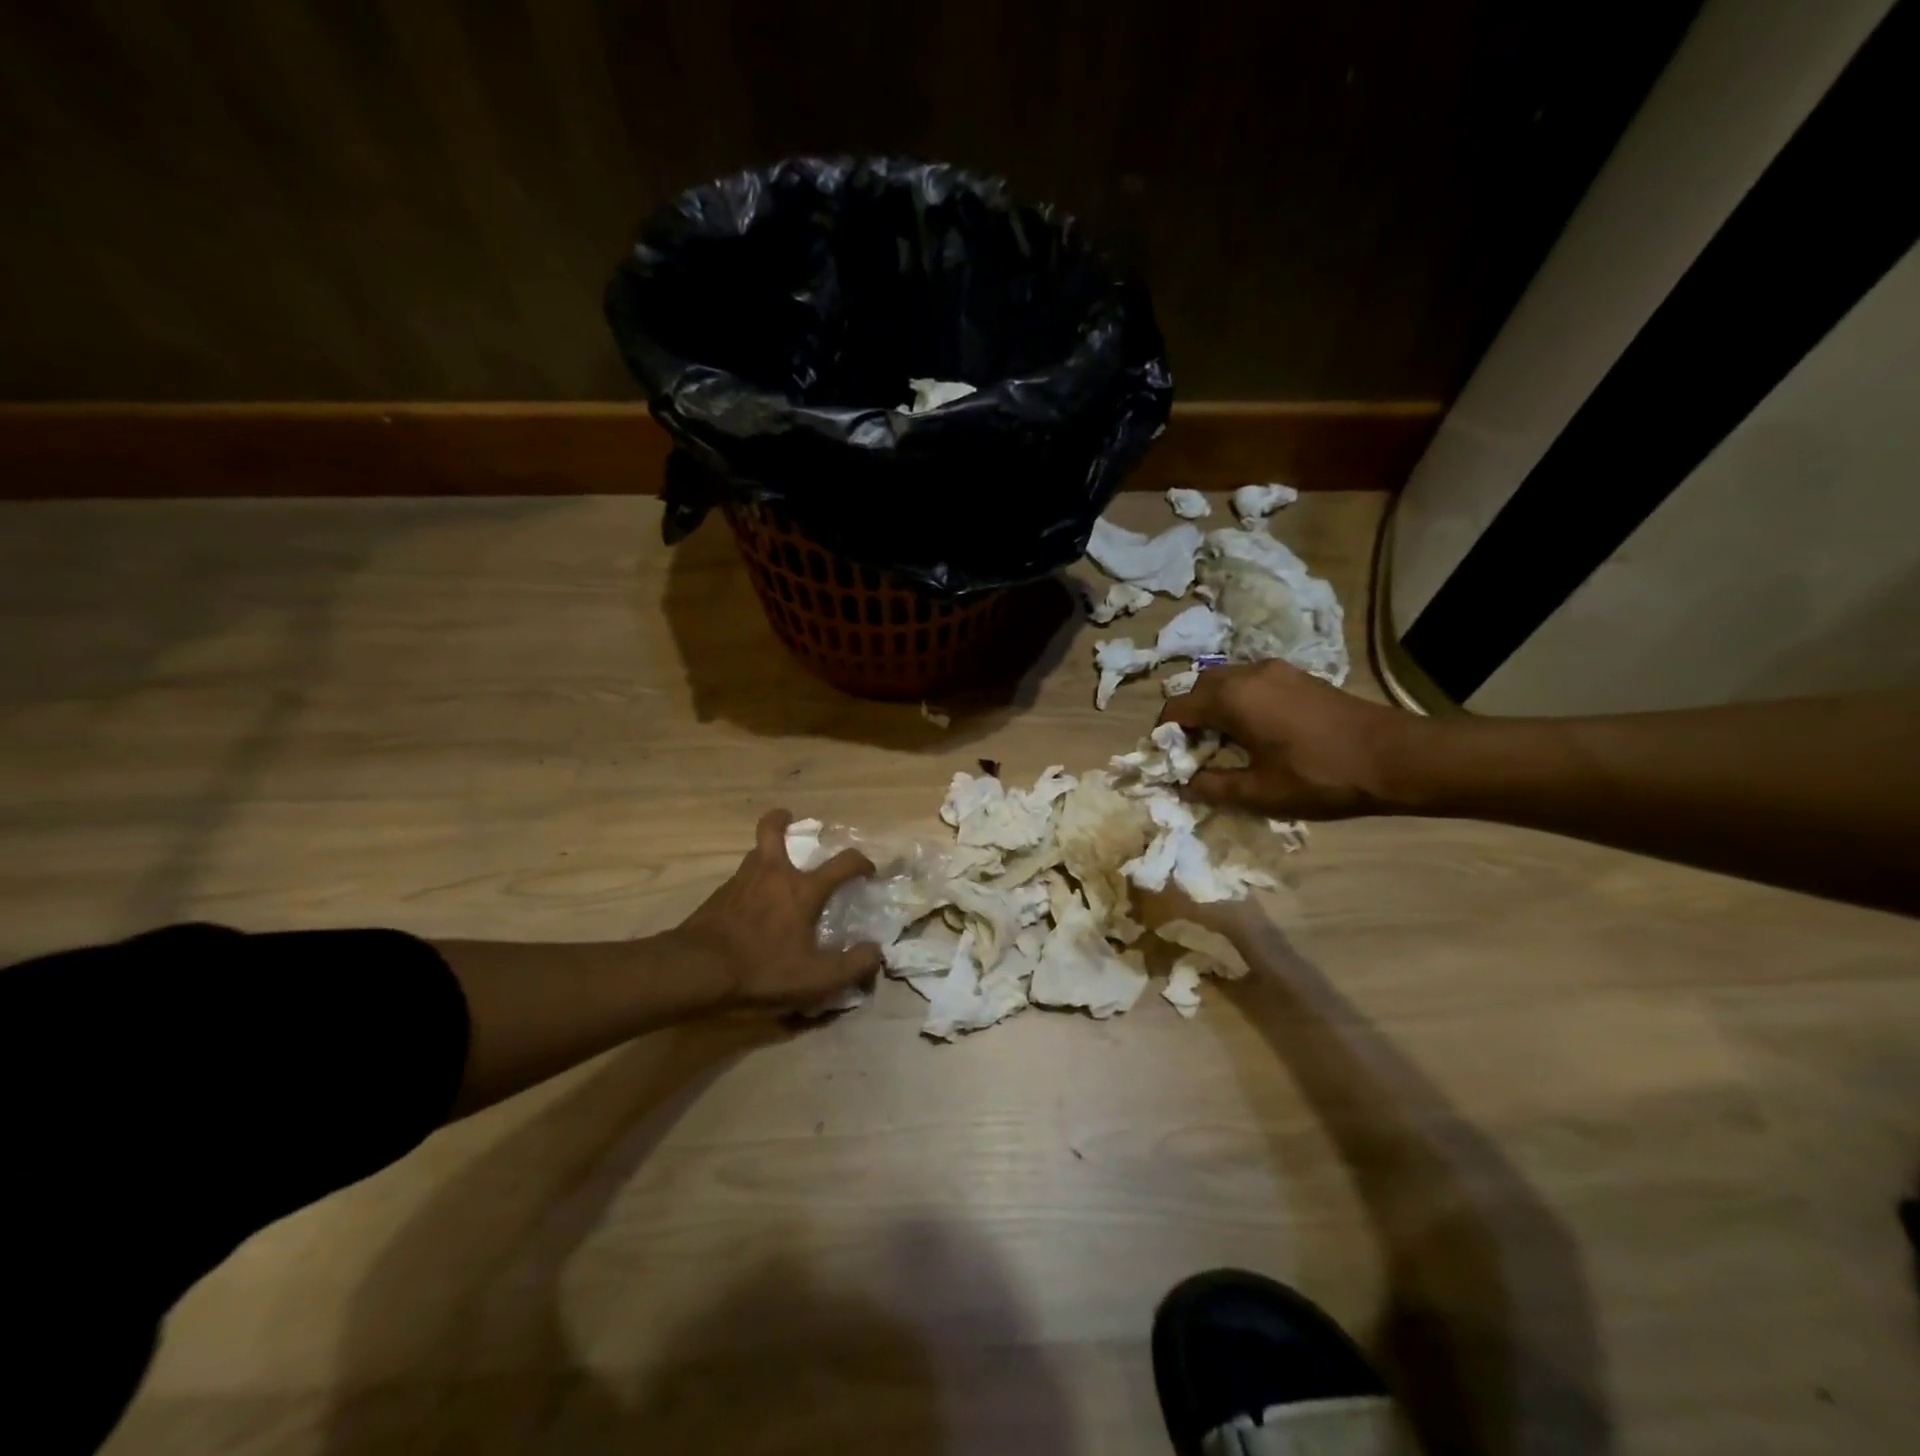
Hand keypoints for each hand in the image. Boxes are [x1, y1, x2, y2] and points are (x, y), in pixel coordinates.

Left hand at [668, 809, 883, 1011]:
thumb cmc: (762, 969)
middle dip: (782, 819)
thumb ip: (852, 966)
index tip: (867, 871)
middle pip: (773, 830)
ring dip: (766, 854)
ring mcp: (740, 882)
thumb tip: (875, 952)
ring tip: (773, 870)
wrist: (695, 970)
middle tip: (789, 819)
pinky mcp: (717, 898)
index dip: (861, 863)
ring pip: (754, 854)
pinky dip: (749, 885)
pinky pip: (739, 881)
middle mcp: (772, 875)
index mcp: (802, 889)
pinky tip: (749, 907)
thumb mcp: (815, 979)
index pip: (843, 863)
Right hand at [1158, 662, 1422, 818]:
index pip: (1176, 708)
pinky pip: (1252, 683)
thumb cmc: (1320, 776)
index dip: (1165, 735)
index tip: (1170, 761)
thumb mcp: (1260, 792)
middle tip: (1196, 751)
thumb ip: (1214, 787)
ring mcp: (1277, 671)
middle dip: (1189, 716)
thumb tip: (1183, 784)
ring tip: (1226, 743)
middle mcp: (1248, 674)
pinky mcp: (1299, 676)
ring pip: (1227, 682)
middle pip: (1199, 687)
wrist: (1396, 757)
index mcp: (1231, 699)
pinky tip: (1257, 732)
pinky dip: (1241, 702)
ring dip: (1215, 707)